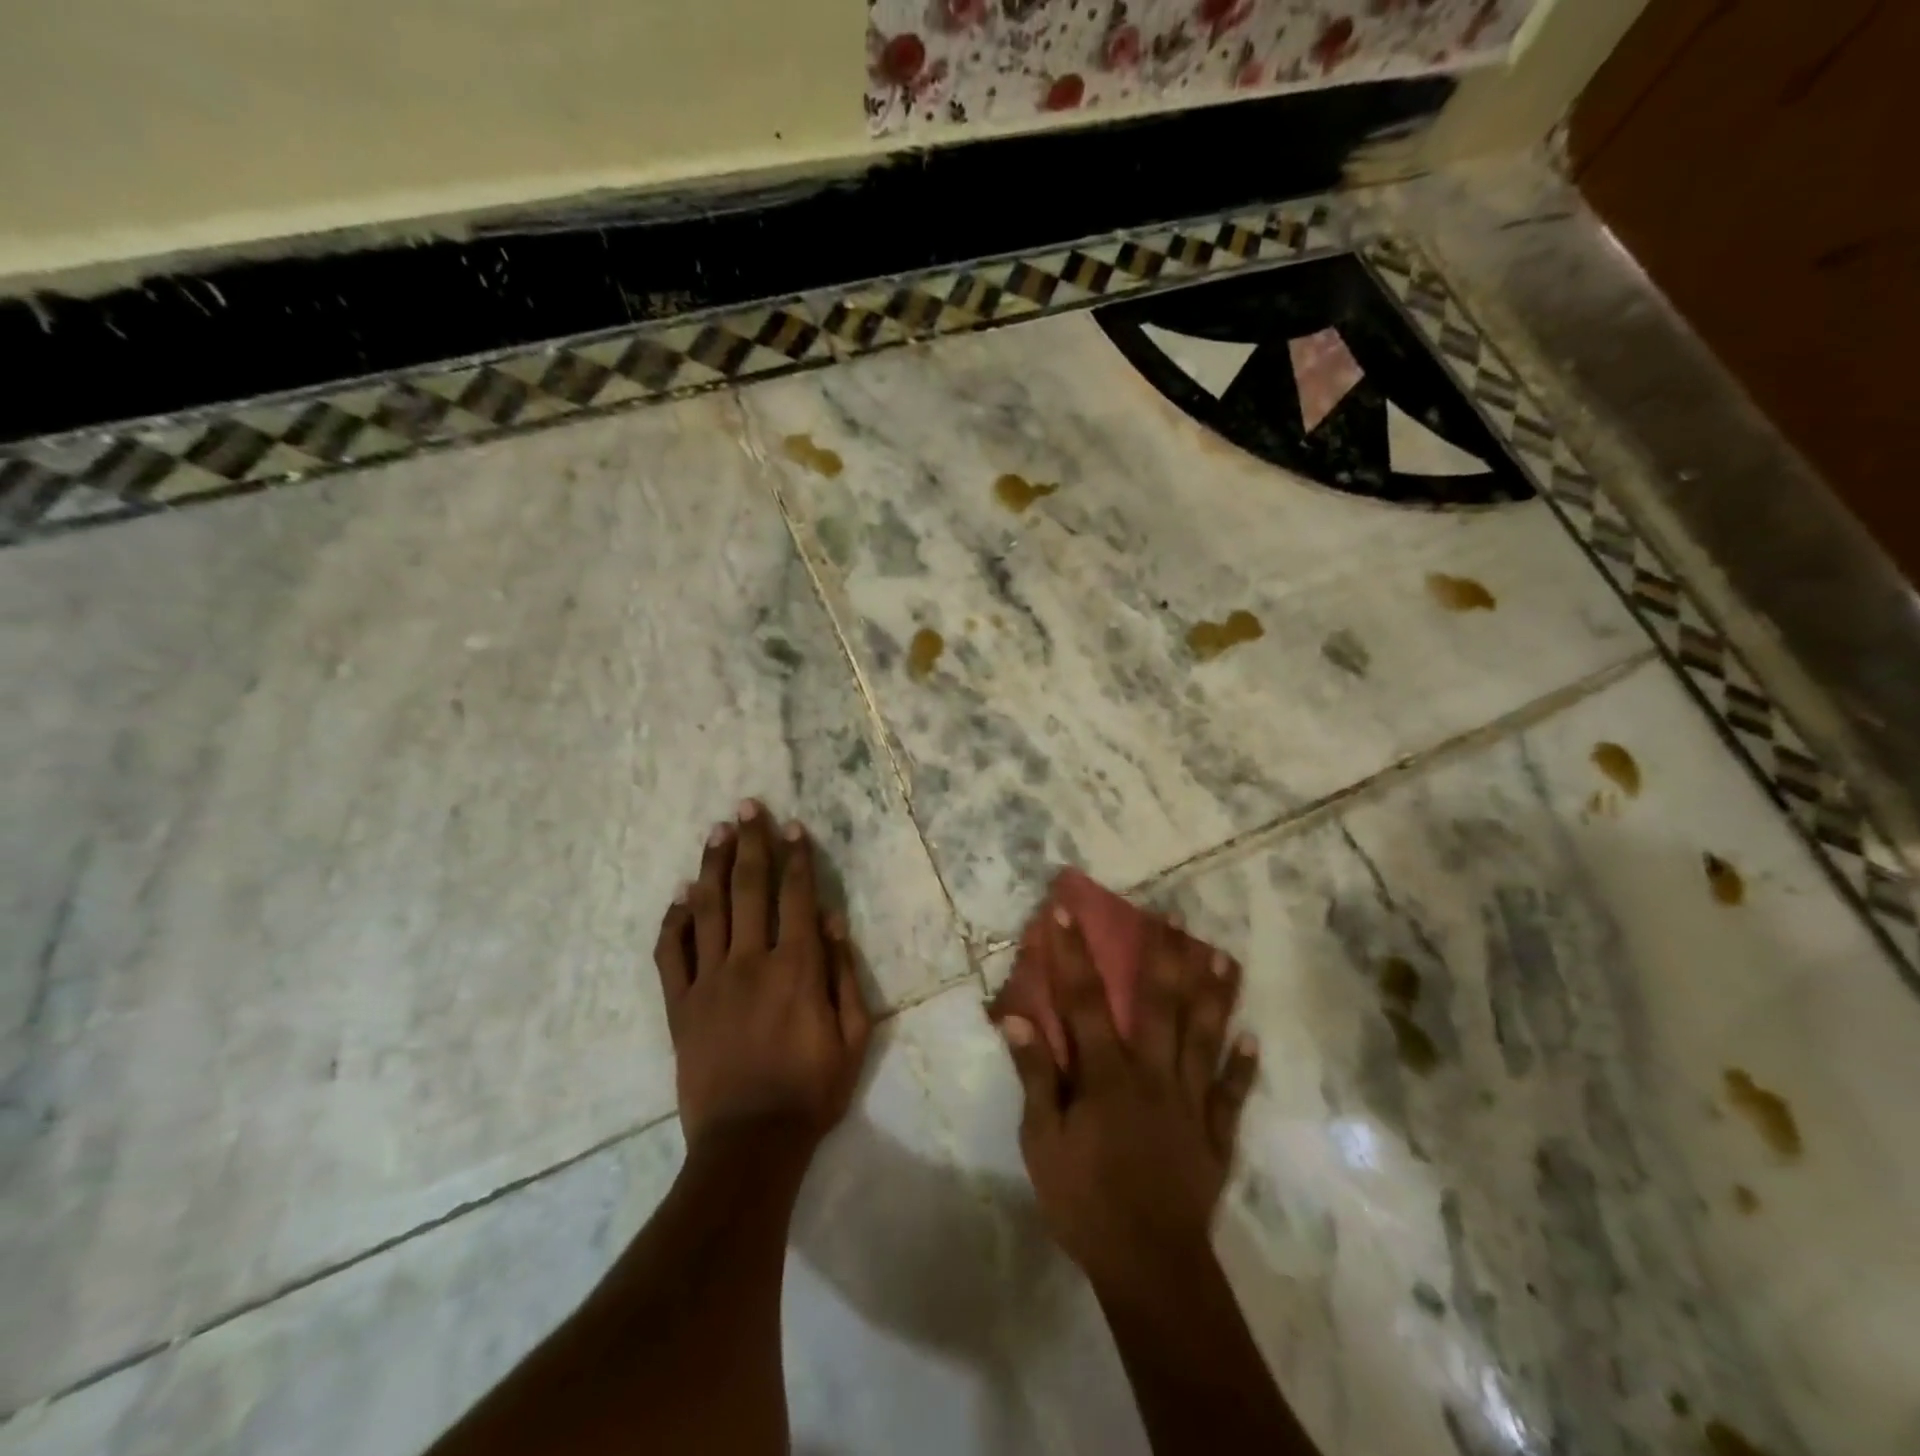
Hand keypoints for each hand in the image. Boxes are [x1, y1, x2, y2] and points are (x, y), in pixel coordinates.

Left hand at [653, 801, 872, 1153]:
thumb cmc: (811, 1090)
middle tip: (747, 807)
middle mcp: (750, 961)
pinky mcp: (680, 1005)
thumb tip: (834, 919)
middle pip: (748, 888)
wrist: (748, 1145)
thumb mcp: (853, 1036)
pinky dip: (675, 920)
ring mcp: (709, 981)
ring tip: (716, 832)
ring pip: (708, 909)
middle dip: (750, 843)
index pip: (797, 896)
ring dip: (712, 866)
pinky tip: (680, 896)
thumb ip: (844, 973)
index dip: (796, 857)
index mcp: (796, 966)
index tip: (792, 826)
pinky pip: (671, 953)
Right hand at [1000, 905, 1257, 1291]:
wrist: (1150, 1267)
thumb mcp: (1042, 1142)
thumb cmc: (1085, 1201)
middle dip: (1161, 955)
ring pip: (1203, 1036)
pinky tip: (1253, 1036)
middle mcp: (1152, 1073)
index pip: (1084, 1000)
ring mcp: (1190, 1101)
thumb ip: (1034, 1077)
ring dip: (1212, 994)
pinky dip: (1243, 1065)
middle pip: (1158, 1003)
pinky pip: (1232, 1093)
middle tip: (1172, 914)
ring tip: (1223, 955)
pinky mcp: (1215, 1134)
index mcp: (1106, 1073)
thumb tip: (1017, 1020)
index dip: (1072, 952)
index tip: (1065, 910)